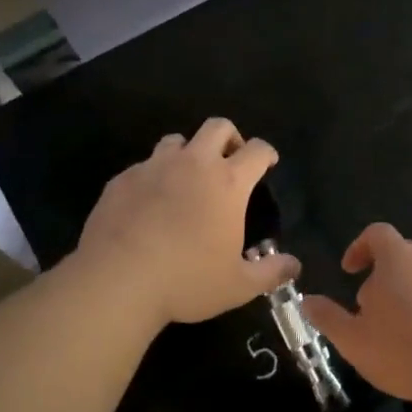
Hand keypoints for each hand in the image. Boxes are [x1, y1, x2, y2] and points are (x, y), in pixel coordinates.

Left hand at [74, 118, 296, 327]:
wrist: (117, 281)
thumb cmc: (186, 280)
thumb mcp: (237, 285)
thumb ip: (270, 272)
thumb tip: (295, 266)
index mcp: (228, 182)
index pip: (257, 150)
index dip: (266, 153)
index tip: (267, 163)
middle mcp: (194, 164)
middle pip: (218, 126)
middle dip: (229, 137)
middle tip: (229, 161)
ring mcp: (155, 167)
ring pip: (176, 140)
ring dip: (187, 153)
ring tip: (186, 178)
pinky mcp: (123, 179)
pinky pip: (143, 166)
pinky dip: (153, 177)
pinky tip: (149, 203)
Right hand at [300, 222, 411, 407]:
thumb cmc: (400, 349)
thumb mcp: (353, 338)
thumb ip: (328, 316)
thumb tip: (307, 301)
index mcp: (397, 257)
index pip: (377, 233)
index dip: (359, 247)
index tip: (349, 271)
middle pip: (401, 254)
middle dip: (382, 274)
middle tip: (369, 306)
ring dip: (406, 293)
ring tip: (395, 328)